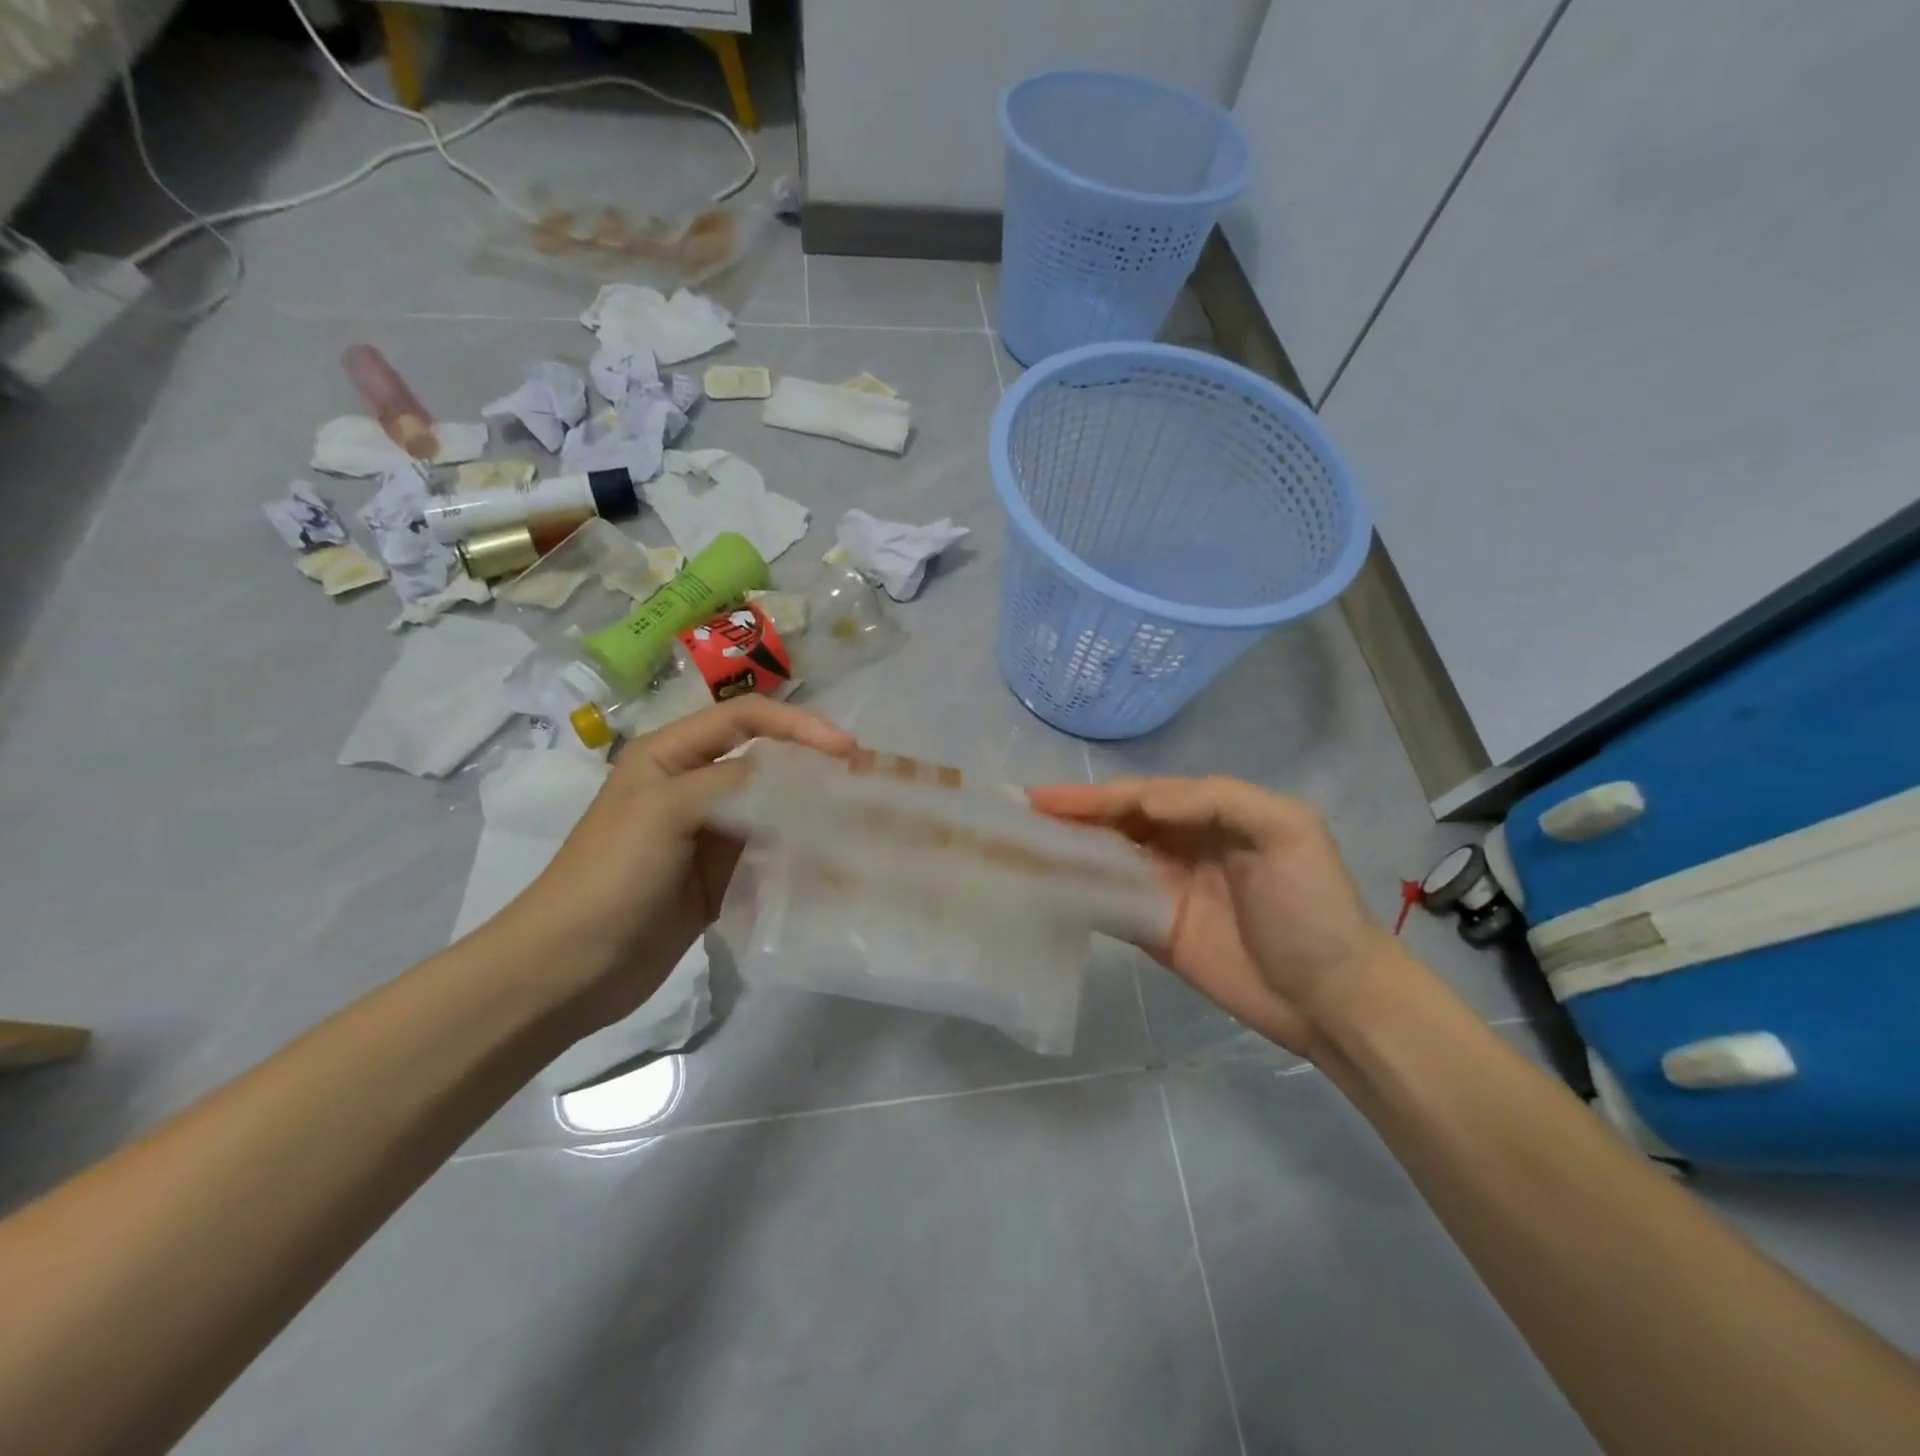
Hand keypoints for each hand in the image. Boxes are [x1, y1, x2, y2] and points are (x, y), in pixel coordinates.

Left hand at [488, 699, 855, 1032]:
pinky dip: (797, 851)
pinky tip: (827, 860)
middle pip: (762, 760)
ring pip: (770, 807)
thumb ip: (731, 782)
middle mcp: (691, 785)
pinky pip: (766, 851)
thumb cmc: (611, 876)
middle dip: (810, 764)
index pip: (743, 718)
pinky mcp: (718, 876)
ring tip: (854, 819)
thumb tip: (795, 772)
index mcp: (669, 755)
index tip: (844, 748)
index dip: (796, 724)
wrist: (569, 968)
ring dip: (808, 809)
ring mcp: (706, 833)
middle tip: (859, 781)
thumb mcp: (666, 811)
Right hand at [1029, 776, 1408, 1058]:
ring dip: (1068, 849)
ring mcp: (1165, 888)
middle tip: (1019, 815)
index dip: (1094, 796)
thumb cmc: (1311, 907)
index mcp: (1211, 814)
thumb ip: (1217, 801)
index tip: (1045, 798)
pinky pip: (1110, 903)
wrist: (1332, 998)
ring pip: (1107, 858)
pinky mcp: (1155, 930)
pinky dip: (1078, 892)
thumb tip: (1142, 806)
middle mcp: (1182, 844)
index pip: (1141, 796)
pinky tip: (1046, 887)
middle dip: (1071, 816)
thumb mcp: (1286, 830)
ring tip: (1021, 845)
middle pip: (1117, 822)